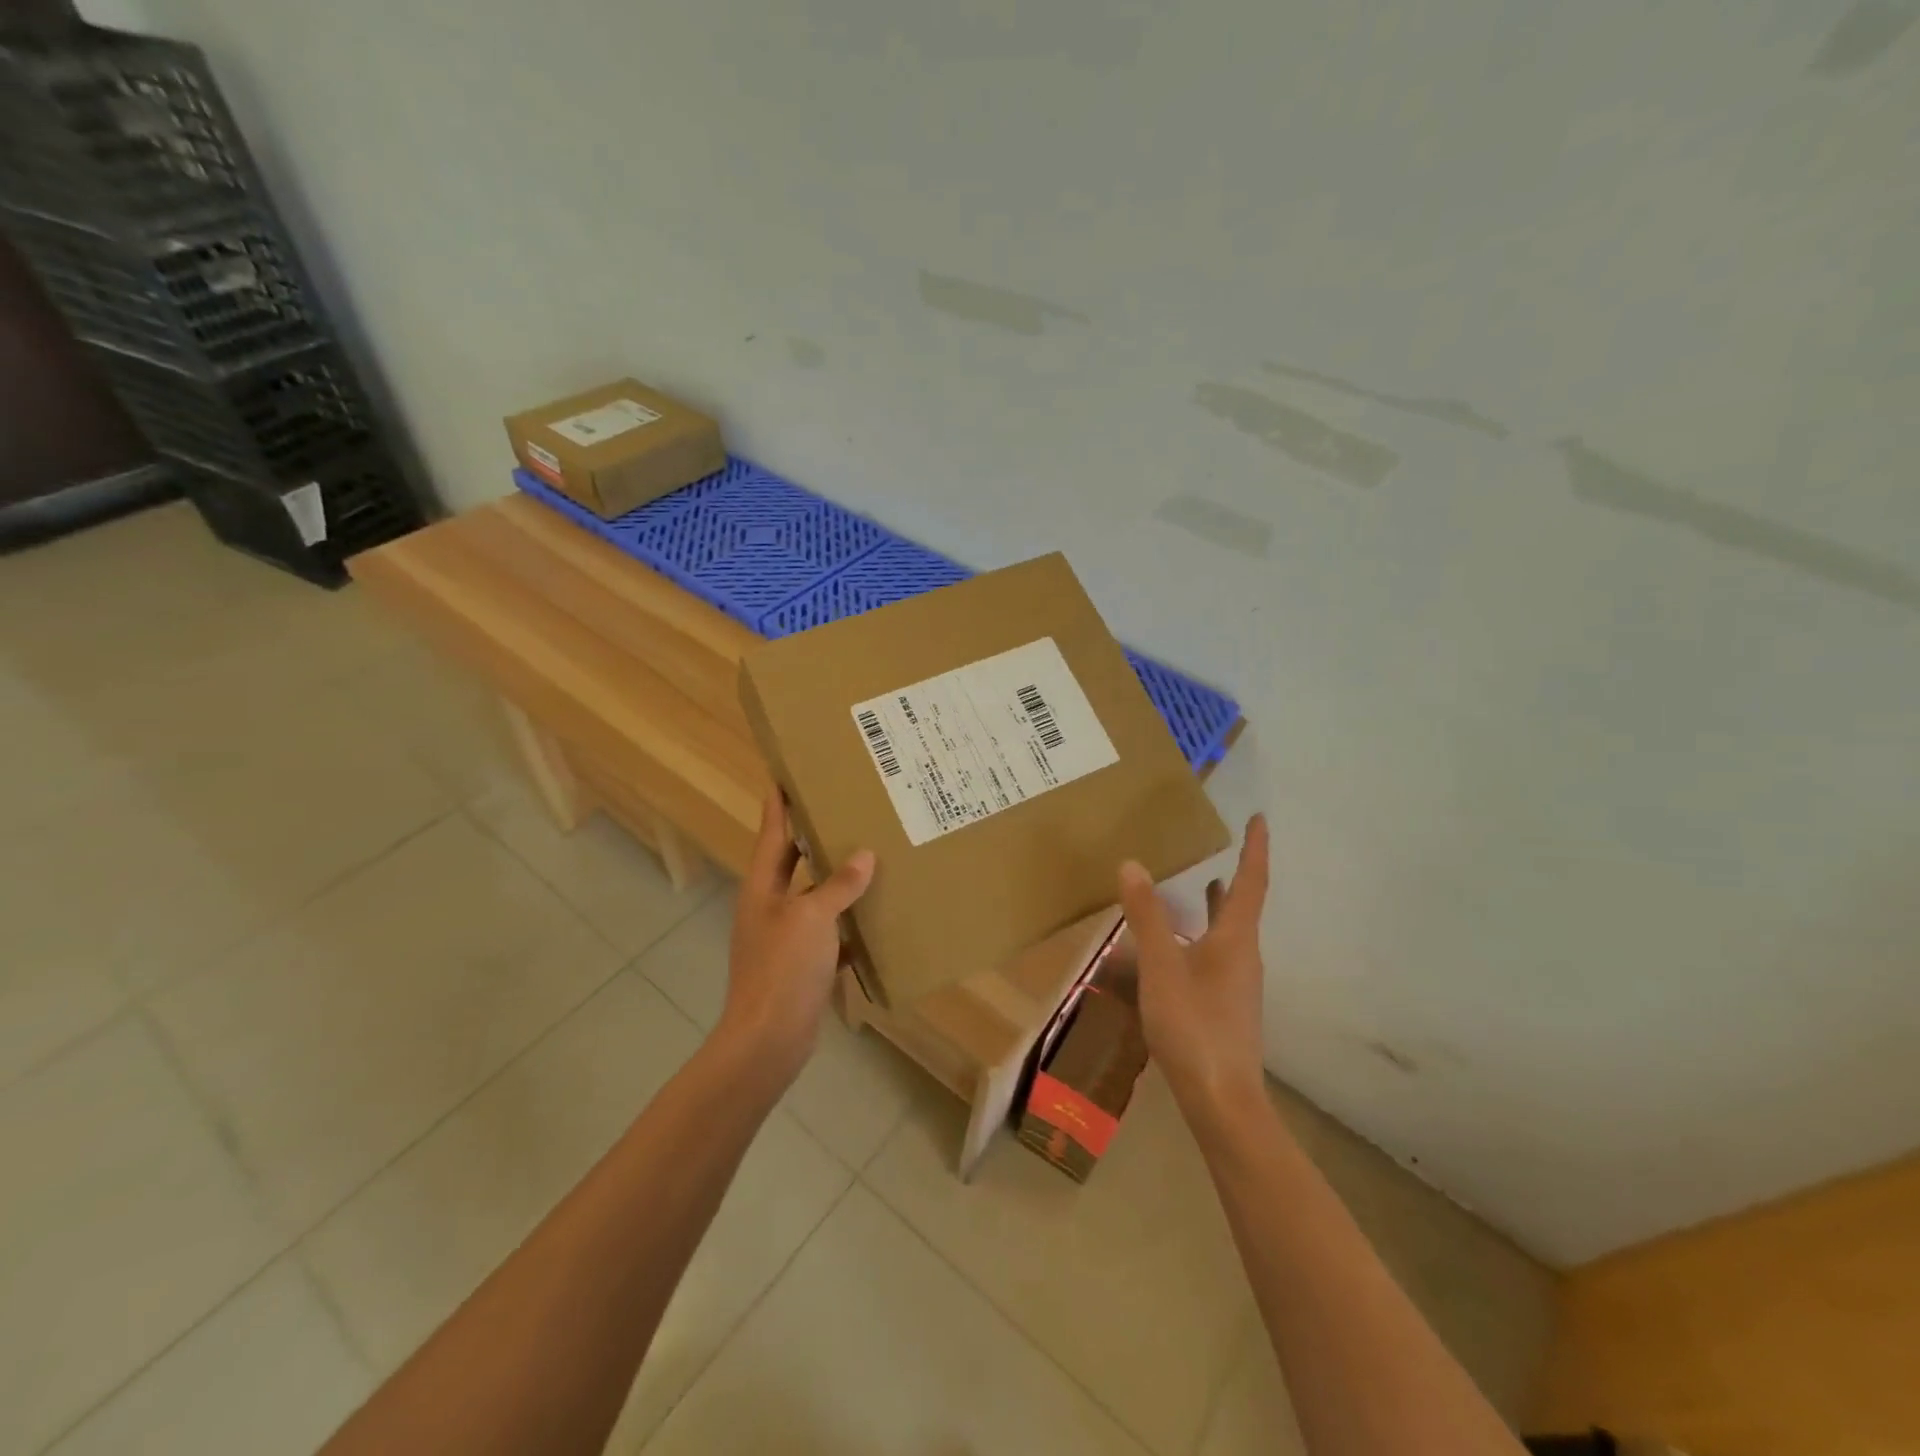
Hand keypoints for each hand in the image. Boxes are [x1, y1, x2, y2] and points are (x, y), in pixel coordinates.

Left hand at [720, 789, 874, 1083]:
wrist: (768, 1041)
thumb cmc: (783, 969)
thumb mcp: (812, 918)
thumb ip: (838, 886)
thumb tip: (864, 856)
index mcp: (762, 889)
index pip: (772, 835)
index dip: (777, 806)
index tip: (784, 775)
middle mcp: (770, 907)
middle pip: (792, 862)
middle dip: (811, 837)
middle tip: (840, 809)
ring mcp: (785, 938)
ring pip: (814, 897)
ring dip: (836, 880)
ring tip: (868, 855)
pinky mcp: (802, 965)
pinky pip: (829, 932)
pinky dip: (848, 923)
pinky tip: (876, 915)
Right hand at [1117, 814, 1269, 1123]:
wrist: (1222, 1100)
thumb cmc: (1194, 1026)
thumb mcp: (1162, 967)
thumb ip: (1147, 916)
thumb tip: (1133, 864)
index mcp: (1236, 940)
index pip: (1251, 883)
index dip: (1256, 849)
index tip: (1261, 818)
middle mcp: (1244, 957)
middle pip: (1242, 907)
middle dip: (1235, 875)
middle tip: (1223, 848)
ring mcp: (1237, 984)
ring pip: (1228, 933)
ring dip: (1217, 907)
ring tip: (1201, 885)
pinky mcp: (1226, 1006)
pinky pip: (1215, 956)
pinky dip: (1201, 937)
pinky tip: (1178, 949)